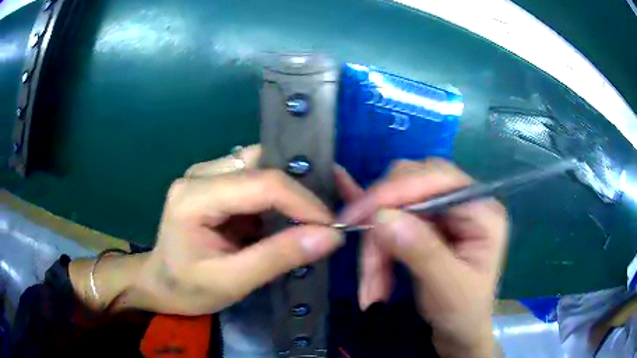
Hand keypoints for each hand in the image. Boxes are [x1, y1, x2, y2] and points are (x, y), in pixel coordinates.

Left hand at [76, 145, 343, 314]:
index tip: (331, 226)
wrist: (160, 283)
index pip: (260, 183)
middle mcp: (201, 174)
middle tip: (332, 211)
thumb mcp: (232, 281)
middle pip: (263, 163)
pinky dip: (281, 195)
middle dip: (303, 185)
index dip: (302, 201)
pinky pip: (257, 178)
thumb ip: (279, 257)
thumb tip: (330, 236)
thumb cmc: (187, 288)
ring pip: (263, 165)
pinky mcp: (217, 183)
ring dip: (294, 187)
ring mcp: (208, 174)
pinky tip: (294, 215)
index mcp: (194, 196)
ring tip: (317, 214)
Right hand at [338, 159, 507, 357]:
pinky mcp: (424, 222)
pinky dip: (371, 217)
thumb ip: (422, 252)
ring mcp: (442, 210)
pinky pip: (391, 211)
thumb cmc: (464, 314)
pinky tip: (348, 195)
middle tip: (368, 270)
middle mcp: (462, 201)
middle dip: (382, 226)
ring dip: (375, 245)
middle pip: (410, 187)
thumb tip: (382, 216)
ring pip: (393, 205)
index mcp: (482, 210)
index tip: (358, 216)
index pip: (437, 178)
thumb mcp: (449, 289)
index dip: (396, 191)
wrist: (459, 332)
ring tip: (372, 287)